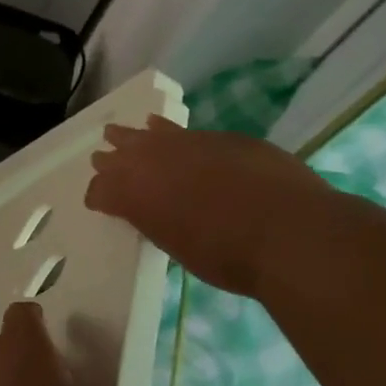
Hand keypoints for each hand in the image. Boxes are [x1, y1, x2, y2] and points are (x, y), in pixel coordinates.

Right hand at [85, 116, 330, 297]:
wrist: (288, 231)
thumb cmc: (227, 256)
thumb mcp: (178, 248)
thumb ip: (159, 222)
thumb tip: (157, 213)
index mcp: (135, 194)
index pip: (102, 190)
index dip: (98, 195)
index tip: (98, 202)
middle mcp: (152, 160)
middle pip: (120, 153)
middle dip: (109, 159)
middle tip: (100, 159)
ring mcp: (187, 142)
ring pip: (150, 133)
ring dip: (135, 136)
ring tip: (121, 132)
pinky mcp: (221, 137)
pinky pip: (184, 131)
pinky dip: (170, 132)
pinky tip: (166, 129)